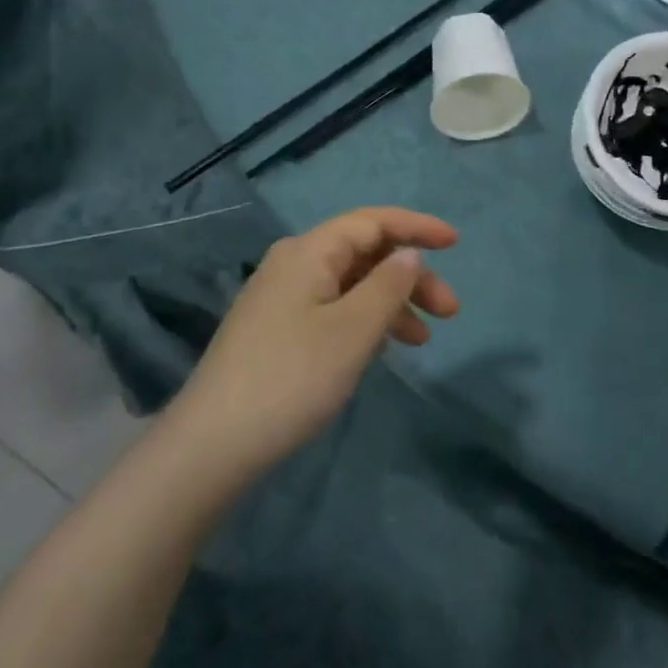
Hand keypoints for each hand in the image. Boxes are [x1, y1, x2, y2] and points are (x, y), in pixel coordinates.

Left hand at [167, 207, 458, 481]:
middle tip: (448, 312)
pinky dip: (366, 320)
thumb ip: (388, 285)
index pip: (372, 221)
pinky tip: (382, 348)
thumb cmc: (292, 378)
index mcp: (309, 251)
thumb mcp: (353, 330)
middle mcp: (293, 263)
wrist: (212, 445)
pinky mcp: (277, 329)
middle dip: (410, 276)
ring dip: (392, 302)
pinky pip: (334, 307)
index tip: (455, 243)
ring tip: (423, 339)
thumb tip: (409, 254)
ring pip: (351, 283)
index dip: (416, 227)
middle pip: (364, 253)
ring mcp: (282, 297)